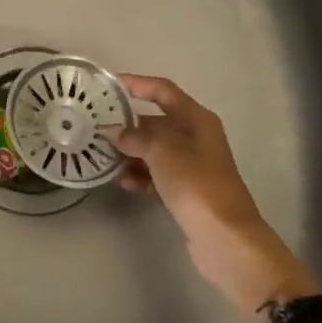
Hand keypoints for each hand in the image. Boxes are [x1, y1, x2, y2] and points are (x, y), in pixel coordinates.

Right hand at [112, 75, 319, 320]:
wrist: (225, 238)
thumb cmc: (196, 184)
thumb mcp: (162, 153)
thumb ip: (135, 137)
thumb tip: (113, 131)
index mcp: (196, 119)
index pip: (163, 91)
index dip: (137, 84)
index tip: (108, 85)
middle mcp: (195, 137)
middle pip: (156, 121)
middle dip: (128, 125)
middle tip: (96, 128)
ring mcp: (192, 165)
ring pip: (154, 150)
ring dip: (131, 153)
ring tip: (104, 158)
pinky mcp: (186, 190)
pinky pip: (157, 174)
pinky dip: (141, 176)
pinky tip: (124, 183)